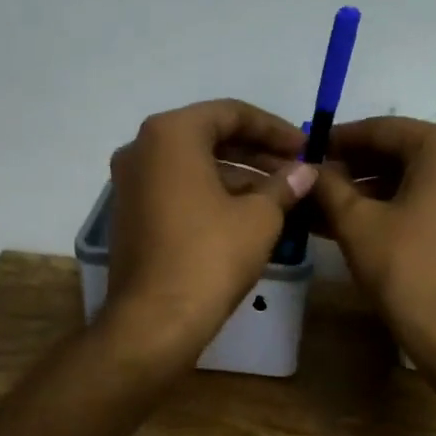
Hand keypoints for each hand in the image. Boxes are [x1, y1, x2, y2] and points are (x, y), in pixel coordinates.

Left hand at [104, 100, 315, 363]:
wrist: (154, 321)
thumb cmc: (210, 256)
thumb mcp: (259, 217)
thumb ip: (284, 185)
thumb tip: (305, 171)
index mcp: (171, 134)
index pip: (230, 113)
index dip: (274, 129)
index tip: (304, 147)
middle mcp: (142, 149)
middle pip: (210, 137)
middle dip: (257, 153)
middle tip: (295, 170)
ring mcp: (131, 184)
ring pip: (195, 166)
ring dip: (239, 176)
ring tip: (281, 197)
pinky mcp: (131, 215)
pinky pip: (179, 190)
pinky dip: (213, 195)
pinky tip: (249, 216)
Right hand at [314, 117, 435, 379]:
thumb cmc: (406, 269)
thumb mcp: (357, 223)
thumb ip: (329, 186)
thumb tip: (308, 167)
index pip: (381, 130)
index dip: (338, 140)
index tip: (305, 148)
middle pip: (399, 151)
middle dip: (353, 167)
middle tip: (312, 178)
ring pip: (413, 176)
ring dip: (369, 189)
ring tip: (323, 203)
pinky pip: (429, 195)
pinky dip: (394, 204)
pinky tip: (353, 219)